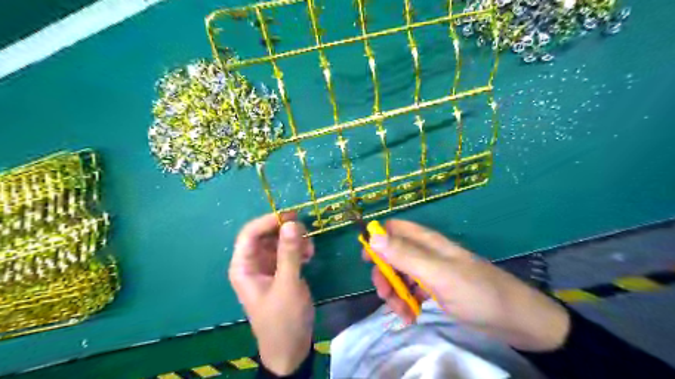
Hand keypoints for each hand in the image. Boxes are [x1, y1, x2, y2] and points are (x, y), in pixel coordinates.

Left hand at [230, 213, 313, 375]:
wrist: (291, 347)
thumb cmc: (283, 319)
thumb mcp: (288, 285)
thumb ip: (289, 253)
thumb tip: (291, 222)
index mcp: (244, 267)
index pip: (250, 233)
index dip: (268, 221)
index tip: (292, 216)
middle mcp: (253, 263)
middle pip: (265, 234)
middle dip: (285, 231)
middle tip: (306, 233)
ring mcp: (267, 267)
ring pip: (279, 241)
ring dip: (295, 240)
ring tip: (310, 250)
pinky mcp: (280, 271)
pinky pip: (288, 251)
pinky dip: (299, 249)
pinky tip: (309, 257)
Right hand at [365, 219, 567, 351]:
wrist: (516, 321)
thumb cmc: (477, 292)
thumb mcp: (437, 273)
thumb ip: (404, 255)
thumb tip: (372, 235)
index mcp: (427, 242)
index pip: (394, 229)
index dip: (377, 239)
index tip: (367, 260)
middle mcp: (426, 253)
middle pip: (393, 254)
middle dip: (384, 273)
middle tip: (384, 294)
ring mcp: (431, 272)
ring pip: (400, 274)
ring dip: (394, 292)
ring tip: (401, 312)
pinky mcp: (436, 289)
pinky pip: (412, 291)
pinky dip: (406, 303)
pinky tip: (410, 317)